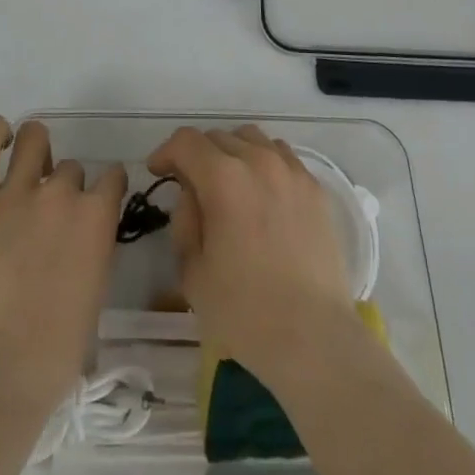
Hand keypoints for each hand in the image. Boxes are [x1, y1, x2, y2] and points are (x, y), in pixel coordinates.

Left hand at [0, 117, 126, 412]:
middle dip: (65, 188)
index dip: (105, 190)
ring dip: (36, 154)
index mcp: (96, 217)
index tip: (96, 205)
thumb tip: (80, 238)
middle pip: (70, 169)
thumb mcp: (94, 295)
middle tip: (49, 219)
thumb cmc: (53, 354)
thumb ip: (92, 251)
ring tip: (25, 175)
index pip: (112, 177)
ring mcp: (15, 192)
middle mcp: (60, 193)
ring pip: (35, 141)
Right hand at [146, 125, 353, 381]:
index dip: (166, 153)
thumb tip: (192, 195)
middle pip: (218, 137)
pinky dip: (263, 162)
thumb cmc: (244, 312)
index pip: (186, 142)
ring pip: (252, 139)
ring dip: (232, 153)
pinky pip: (282, 156)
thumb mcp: (192, 272)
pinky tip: (262, 193)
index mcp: (223, 178)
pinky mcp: (315, 187)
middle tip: (192, 187)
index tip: (159, 173)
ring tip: (229, 185)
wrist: (313, 337)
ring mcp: (291, 171)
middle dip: (197, 155)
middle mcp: (258, 161)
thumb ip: (184, 221)